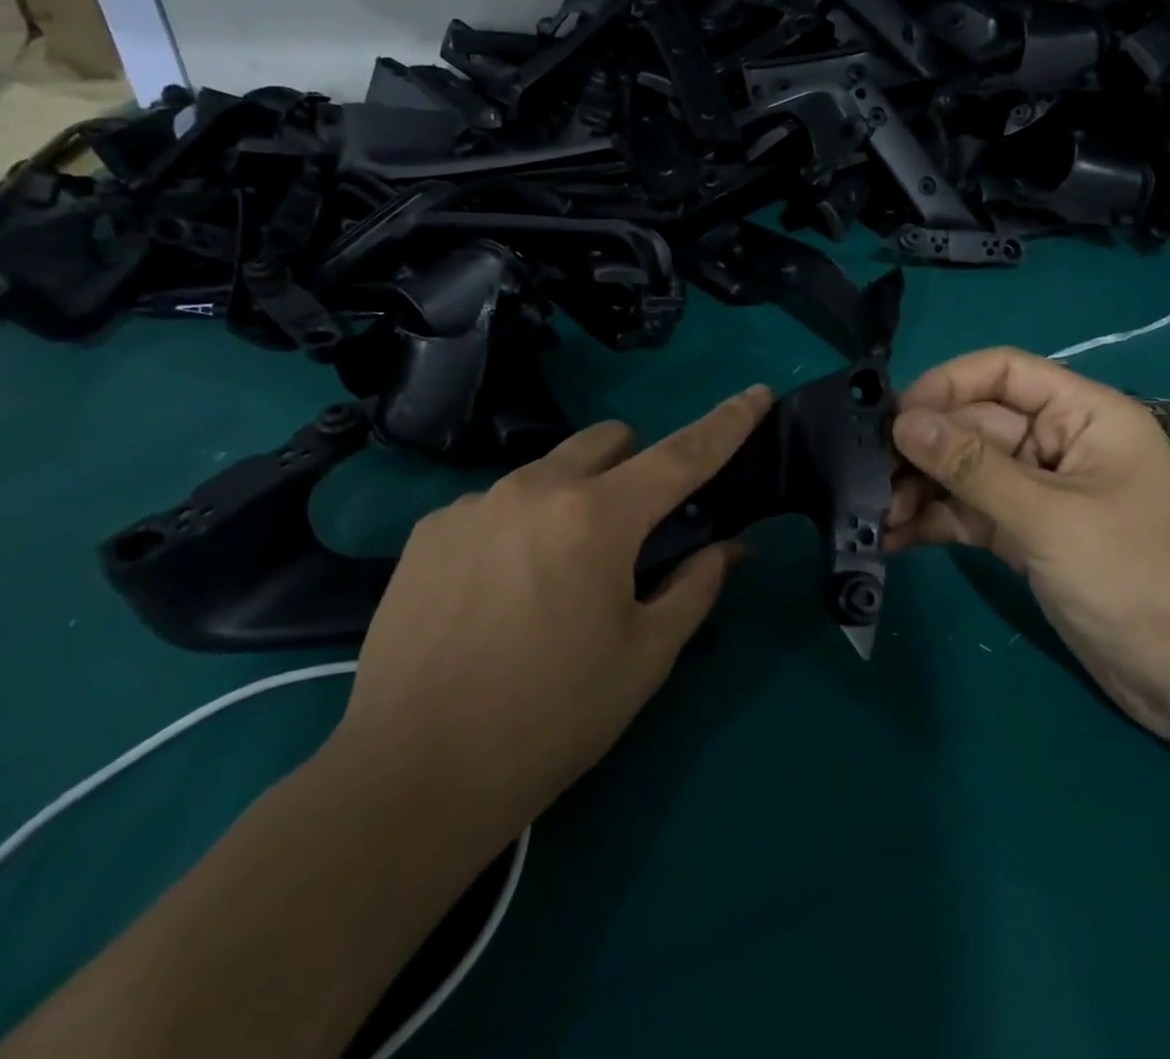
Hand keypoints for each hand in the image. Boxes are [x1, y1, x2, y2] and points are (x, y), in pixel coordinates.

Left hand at [330, 385, 773, 835]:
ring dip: (573, 500)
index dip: (727, 422)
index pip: (682, 454)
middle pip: (609, 440)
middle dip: (635, 469)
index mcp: (598, 516)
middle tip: (632, 536)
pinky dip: (517, 528)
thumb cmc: (551, 718)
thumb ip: (695, 586)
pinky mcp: (429, 530)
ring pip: (549, 470)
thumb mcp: (645, 657)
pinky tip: (495, 595)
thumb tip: (727, 546)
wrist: (411, 777)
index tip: (757, 392)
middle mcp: (536, 488)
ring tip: (552, 578)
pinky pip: (495, 504)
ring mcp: (474, 503)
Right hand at [887, 348, 1169, 742]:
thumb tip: (903, 421)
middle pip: (975, 424)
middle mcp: (1057, 444)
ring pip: (965, 471)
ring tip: (876, 514)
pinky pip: (968, 512)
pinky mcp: (1025, 536)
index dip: (947, 384)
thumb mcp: (1050, 518)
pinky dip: (933, 521)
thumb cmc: (1139, 580)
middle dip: (923, 448)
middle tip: (870, 475)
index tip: (896, 417)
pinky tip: (893, 537)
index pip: (1003, 372)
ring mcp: (1038, 492)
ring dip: (920, 487)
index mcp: (1082, 415)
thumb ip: (973, 468)